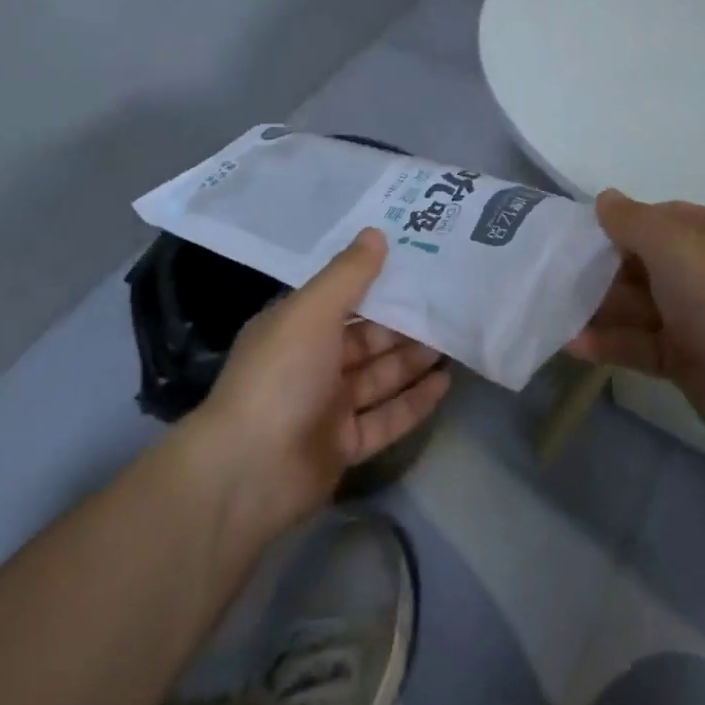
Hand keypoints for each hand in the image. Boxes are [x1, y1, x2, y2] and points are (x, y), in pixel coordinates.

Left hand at [193, 228, 450, 533]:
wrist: (249, 472)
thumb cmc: (280, 376)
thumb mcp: (312, 311)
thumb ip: (348, 274)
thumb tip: (376, 232)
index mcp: (295, 327)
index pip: (341, 297)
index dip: (376, 281)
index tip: (417, 264)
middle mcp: (310, 363)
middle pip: (365, 338)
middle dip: (403, 323)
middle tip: (448, 304)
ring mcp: (327, 407)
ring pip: (379, 376)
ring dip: (413, 360)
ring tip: (455, 339)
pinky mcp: (343, 445)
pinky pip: (386, 417)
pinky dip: (413, 401)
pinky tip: (444, 384)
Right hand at [567, 191, 704, 458]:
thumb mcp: (676, 245)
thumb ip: (633, 221)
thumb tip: (604, 199)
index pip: (654, 219)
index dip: (614, 225)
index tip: (573, 236)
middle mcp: (702, 271)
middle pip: (640, 263)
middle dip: (598, 270)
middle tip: (552, 277)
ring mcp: (694, 317)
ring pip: (636, 306)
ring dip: (597, 308)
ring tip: (552, 312)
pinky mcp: (686, 359)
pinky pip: (639, 344)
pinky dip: (609, 343)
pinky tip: (573, 345)